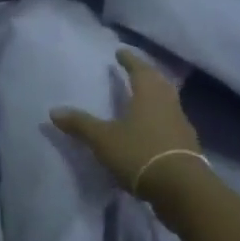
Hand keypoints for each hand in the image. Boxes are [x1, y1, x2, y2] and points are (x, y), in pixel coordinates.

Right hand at [51, 49, 201, 196]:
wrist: (182, 189)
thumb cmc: (139, 153)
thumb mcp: (103, 139)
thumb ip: (80, 124)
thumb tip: (54, 111)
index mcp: (149, 95)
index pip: (139, 70)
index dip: (129, 60)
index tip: (120, 51)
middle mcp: (168, 104)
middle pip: (158, 83)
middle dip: (146, 74)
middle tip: (134, 70)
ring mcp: (180, 125)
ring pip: (167, 102)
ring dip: (155, 96)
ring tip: (141, 97)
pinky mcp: (186, 146)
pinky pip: (171, 123)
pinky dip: (159, 119)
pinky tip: (151, 128)